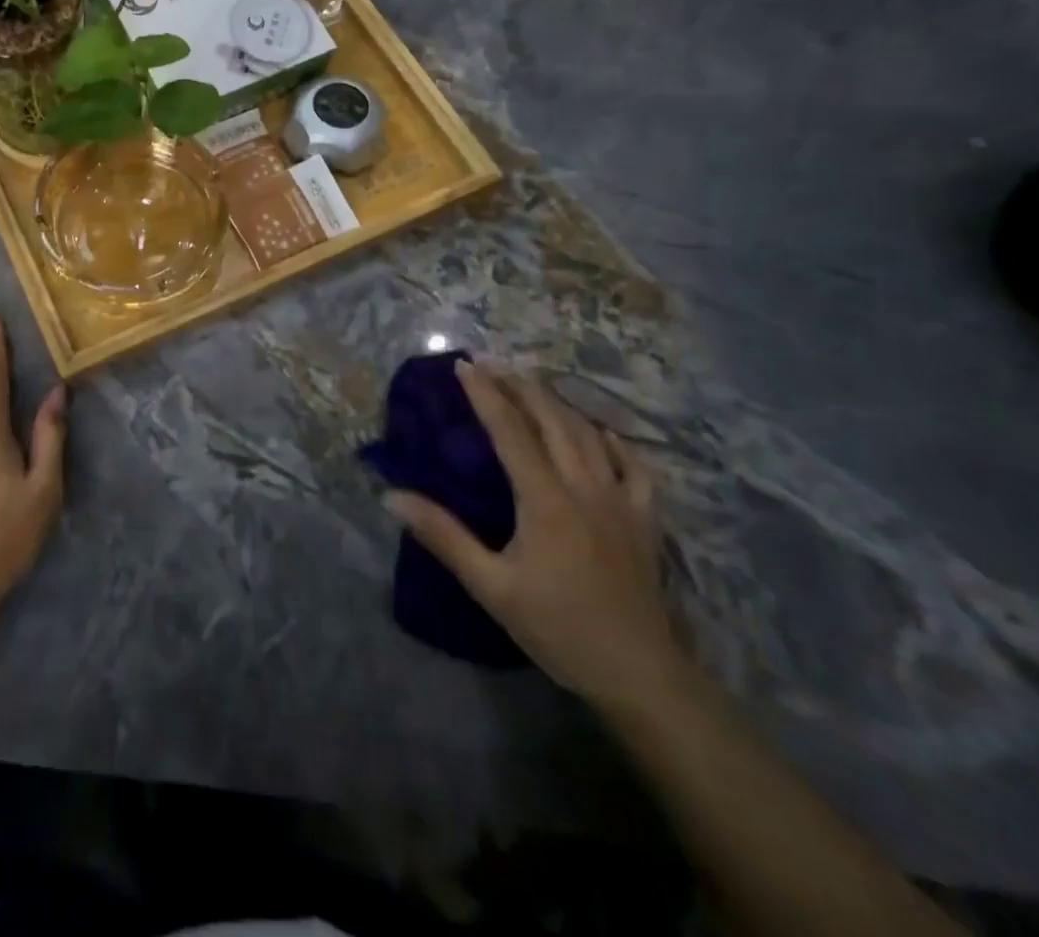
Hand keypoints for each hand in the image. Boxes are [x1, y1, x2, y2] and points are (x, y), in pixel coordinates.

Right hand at [383, 362, 682, 711]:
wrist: (639, 676)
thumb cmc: (558, 628)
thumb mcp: (491, 586)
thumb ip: (443, 536)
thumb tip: (392, 496)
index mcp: (545, 499)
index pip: (510, 431)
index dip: (485, 394)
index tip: (463, 365)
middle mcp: (585, 487)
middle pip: (552, 420)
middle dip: (519, 385)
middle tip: (491, 362)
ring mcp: (621, 501)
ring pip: (588, 434)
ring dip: (556, 403)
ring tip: (530, 385)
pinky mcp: (646, 520)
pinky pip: (633, 466)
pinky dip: (612, 441)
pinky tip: (599, 434)